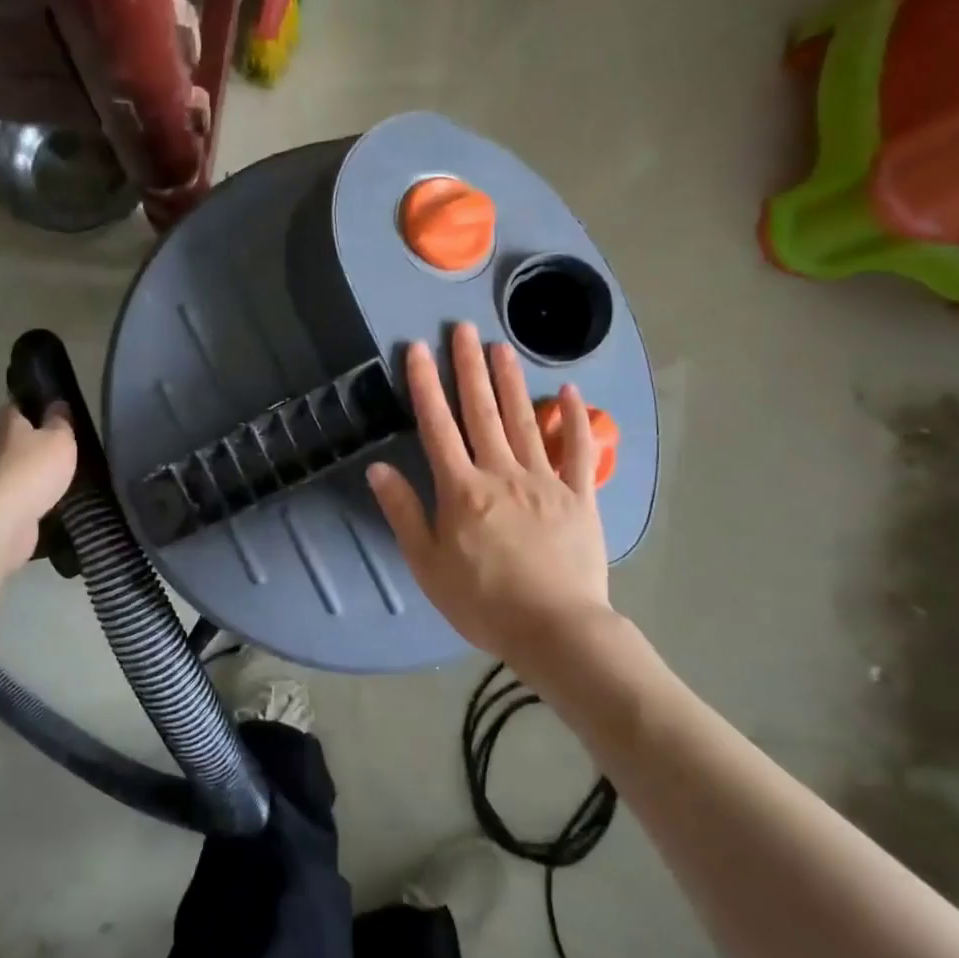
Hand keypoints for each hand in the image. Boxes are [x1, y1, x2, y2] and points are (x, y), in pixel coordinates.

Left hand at [0, 403, 77, 571]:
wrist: (2, 521)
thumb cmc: (33, 470)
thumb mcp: (59, 439)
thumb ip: (61, 422)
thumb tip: (57, 404)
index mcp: (8, 422)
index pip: (18, 405)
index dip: (36, 405)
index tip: (55, 410)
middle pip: (18, 437)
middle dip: (38, 440)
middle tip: (66, 444)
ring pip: (19, 466)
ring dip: (36, 470)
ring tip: (66, 473)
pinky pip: (21, 493)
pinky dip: (35, 495)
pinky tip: (54, 498)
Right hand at [367, 323, 614, 666]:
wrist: (554, 629)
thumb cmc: (482, 601)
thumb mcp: (427, 564)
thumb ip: (404, 512)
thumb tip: (378, 468)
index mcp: (462, 489)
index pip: (437, 426)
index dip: (425, 385)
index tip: (418, 349)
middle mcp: (501, 472)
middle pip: (481, 411)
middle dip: (469, 367)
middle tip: (463, 328)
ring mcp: (545, 480)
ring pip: (524, 420)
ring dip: (511, 381)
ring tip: (502, 346)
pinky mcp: (580, 496)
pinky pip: (578, 450)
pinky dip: (573, 419)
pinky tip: (568, 391)